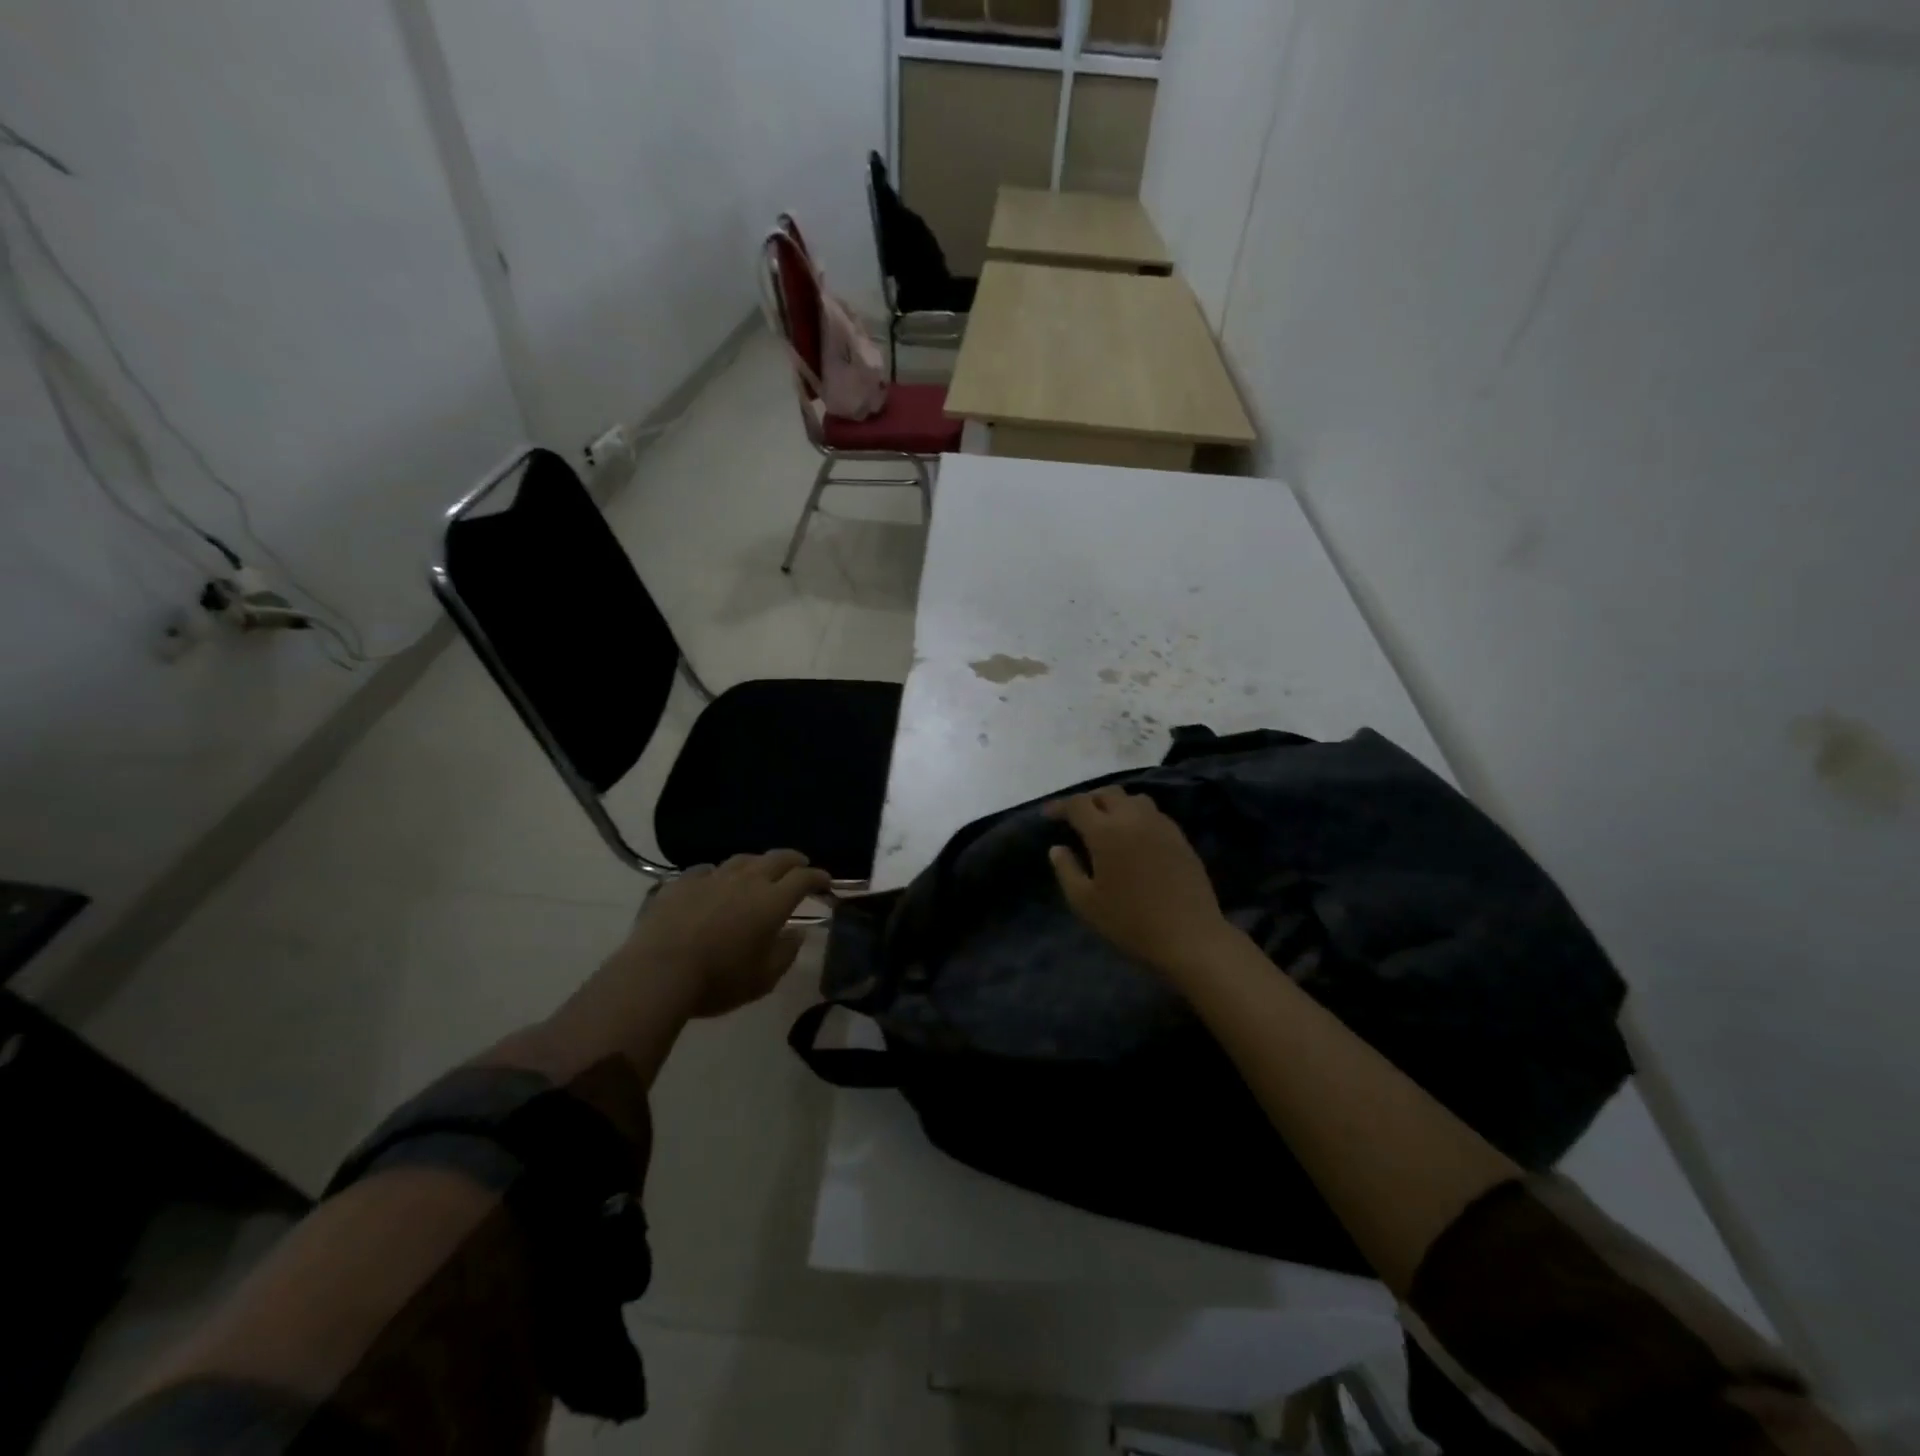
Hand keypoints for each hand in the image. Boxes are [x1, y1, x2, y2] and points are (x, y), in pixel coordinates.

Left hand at [624, 851, 830, 1017]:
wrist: (657, 973)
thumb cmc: (718, 980)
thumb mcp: (763, 979)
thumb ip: (786, 953)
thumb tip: (797, 934)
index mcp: (772, 902)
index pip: (803, 879)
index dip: (818, 877)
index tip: (826, 882)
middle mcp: (746, 881)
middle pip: (777, 858)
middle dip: (794, 860)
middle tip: (801, 865)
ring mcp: (712, 878)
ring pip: (742, 859)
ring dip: (757, 862)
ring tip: (760, 870)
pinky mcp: (682, 883)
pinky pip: (706, 869)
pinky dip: (718, 872)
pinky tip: (714, 880)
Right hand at [1046, 788, 1238, 980]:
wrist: (1189, 937)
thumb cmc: (1130, 921)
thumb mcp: (1085, 902)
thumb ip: (1066, 870)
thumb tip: (1057, 848)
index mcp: (1105, 831)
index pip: (1078, 804)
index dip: (1060, 806)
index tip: (1049, 815)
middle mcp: (1133, 818)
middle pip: (1107, 793)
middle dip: (1088, 801)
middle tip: (1076, 818)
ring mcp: (1161, 825)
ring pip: (1133, 799)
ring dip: (1115, 804)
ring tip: (1106, 823)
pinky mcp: (1180, 838)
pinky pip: (1153, 814)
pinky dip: (1136, 816)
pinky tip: (1134, 837)